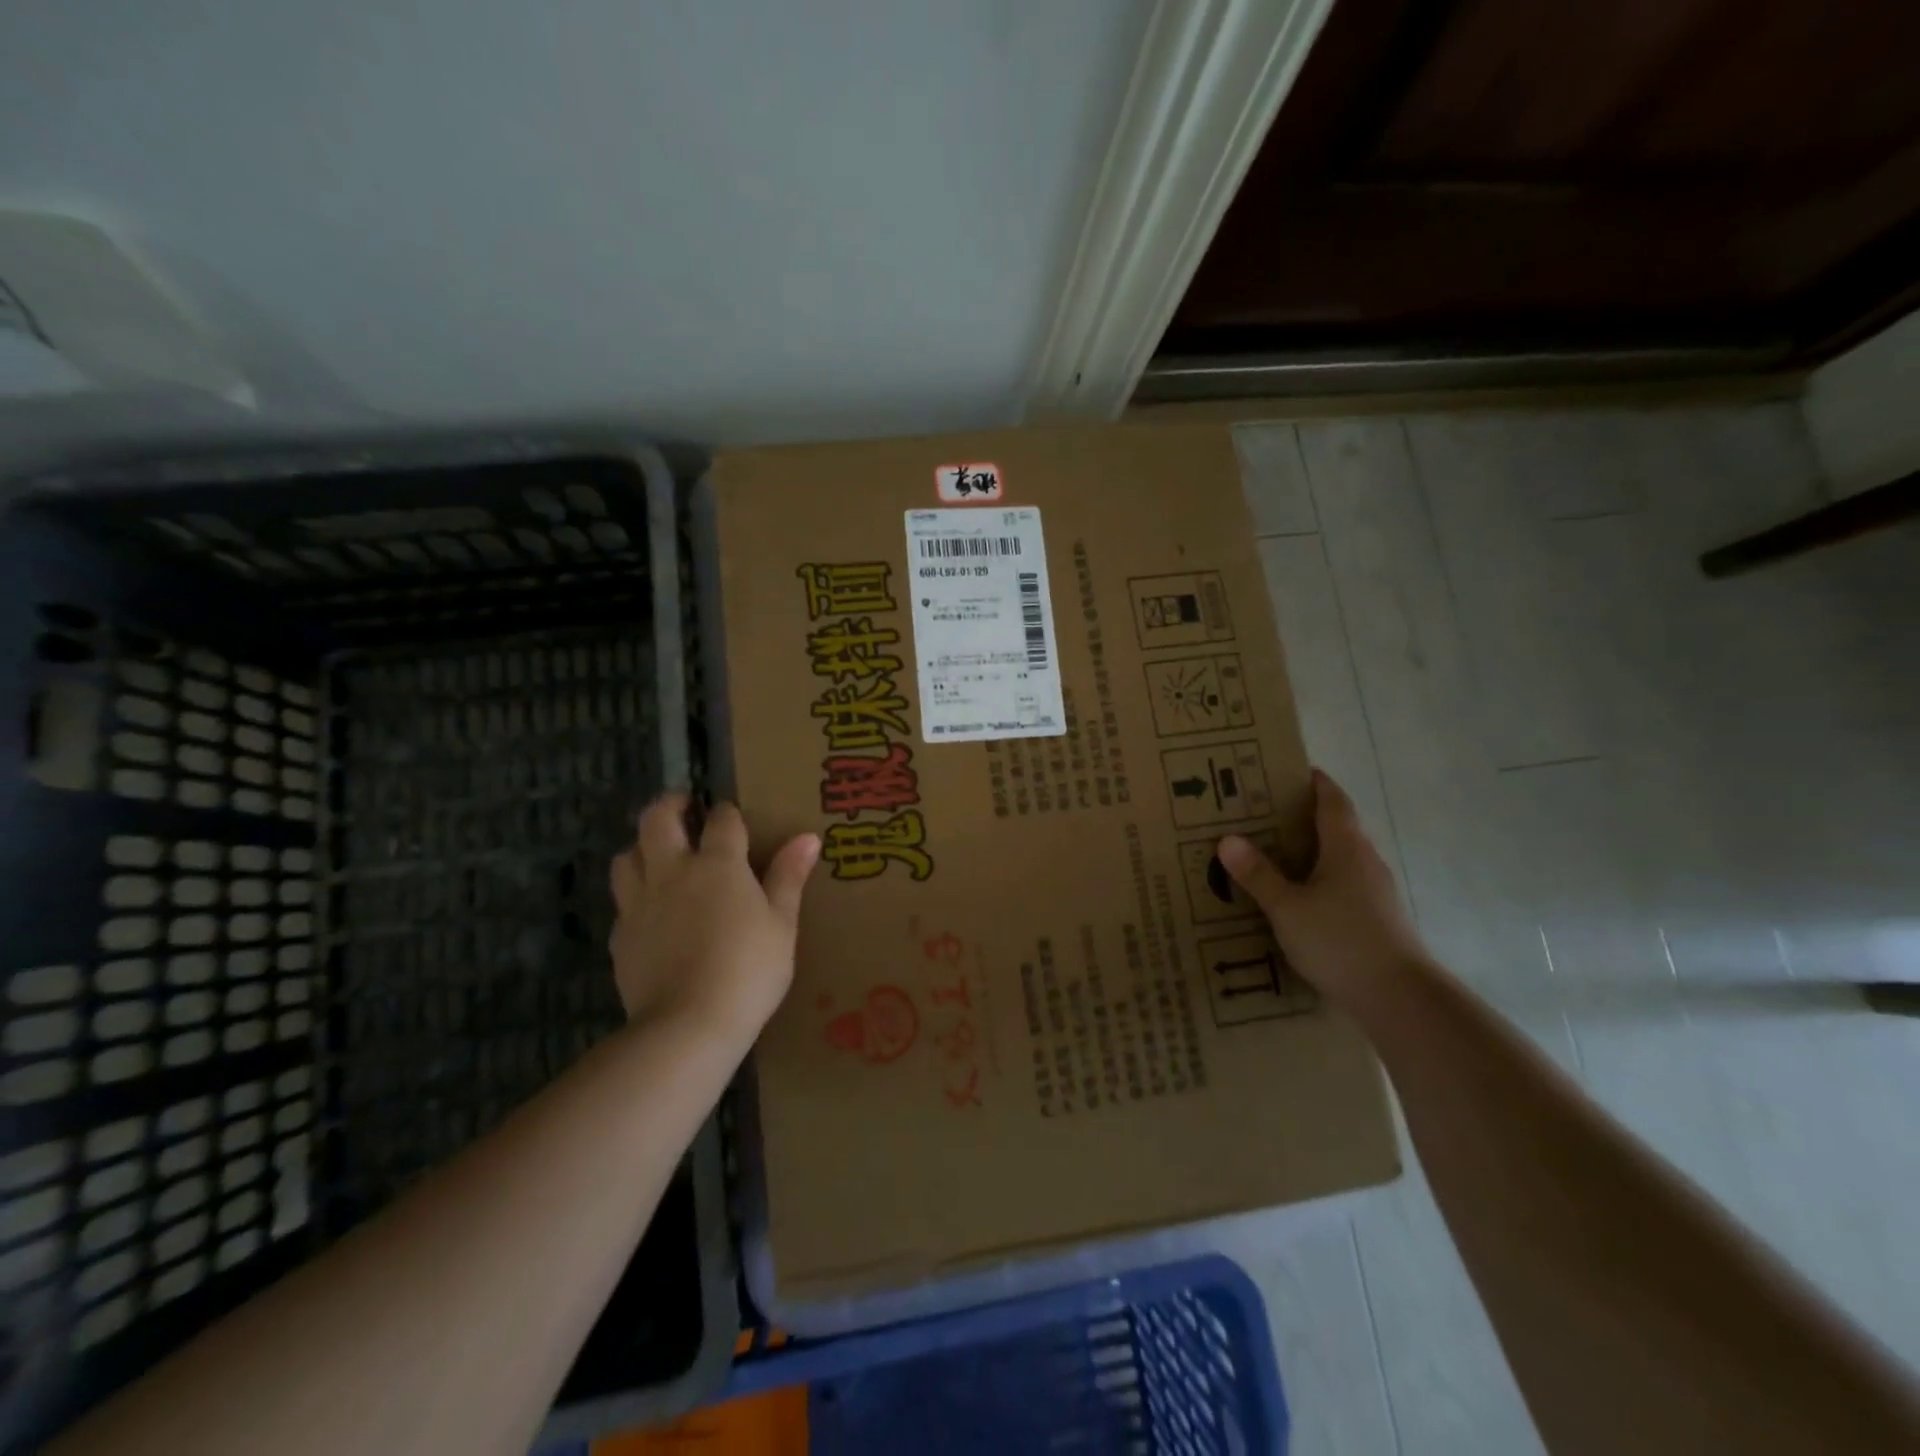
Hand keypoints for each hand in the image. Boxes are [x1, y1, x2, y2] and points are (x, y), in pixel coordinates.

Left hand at [609, 795, 820, 1043]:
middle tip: (683, 806)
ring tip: (658, 854)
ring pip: (627, 856)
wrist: (688, 1025)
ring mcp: (640, 903)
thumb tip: (808, 837)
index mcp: (717, 865)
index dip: (728, 813)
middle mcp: (672, 872)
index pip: (722, 820)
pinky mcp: (621, 936)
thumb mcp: (781, 924)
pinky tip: (650, 911)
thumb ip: (789, 877)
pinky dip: (634, 895)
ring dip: (641, 846)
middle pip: (656, 820)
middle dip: (669, 805)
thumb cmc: (748, 970)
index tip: (733, 816)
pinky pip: (622, 902)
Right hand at [1218, 769, 1430, 1008]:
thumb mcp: (1287, 907)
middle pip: (1337, 826)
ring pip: (1341, 858)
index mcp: (1346, 846)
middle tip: (1263, 814)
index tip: (1287, 771)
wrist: (1400, 998)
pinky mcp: (1379, 918)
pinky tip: (1298, 898)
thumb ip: (1258, 874)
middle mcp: (1366, 860)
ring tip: (1274, 855)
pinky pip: (1344, 884)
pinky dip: (1321, 879)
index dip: (1313, 782)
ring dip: (1312, 850)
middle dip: (1303, 816)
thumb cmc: (1340, 940)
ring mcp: (1377, 891)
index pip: (1332, 799)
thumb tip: (1227, 839)